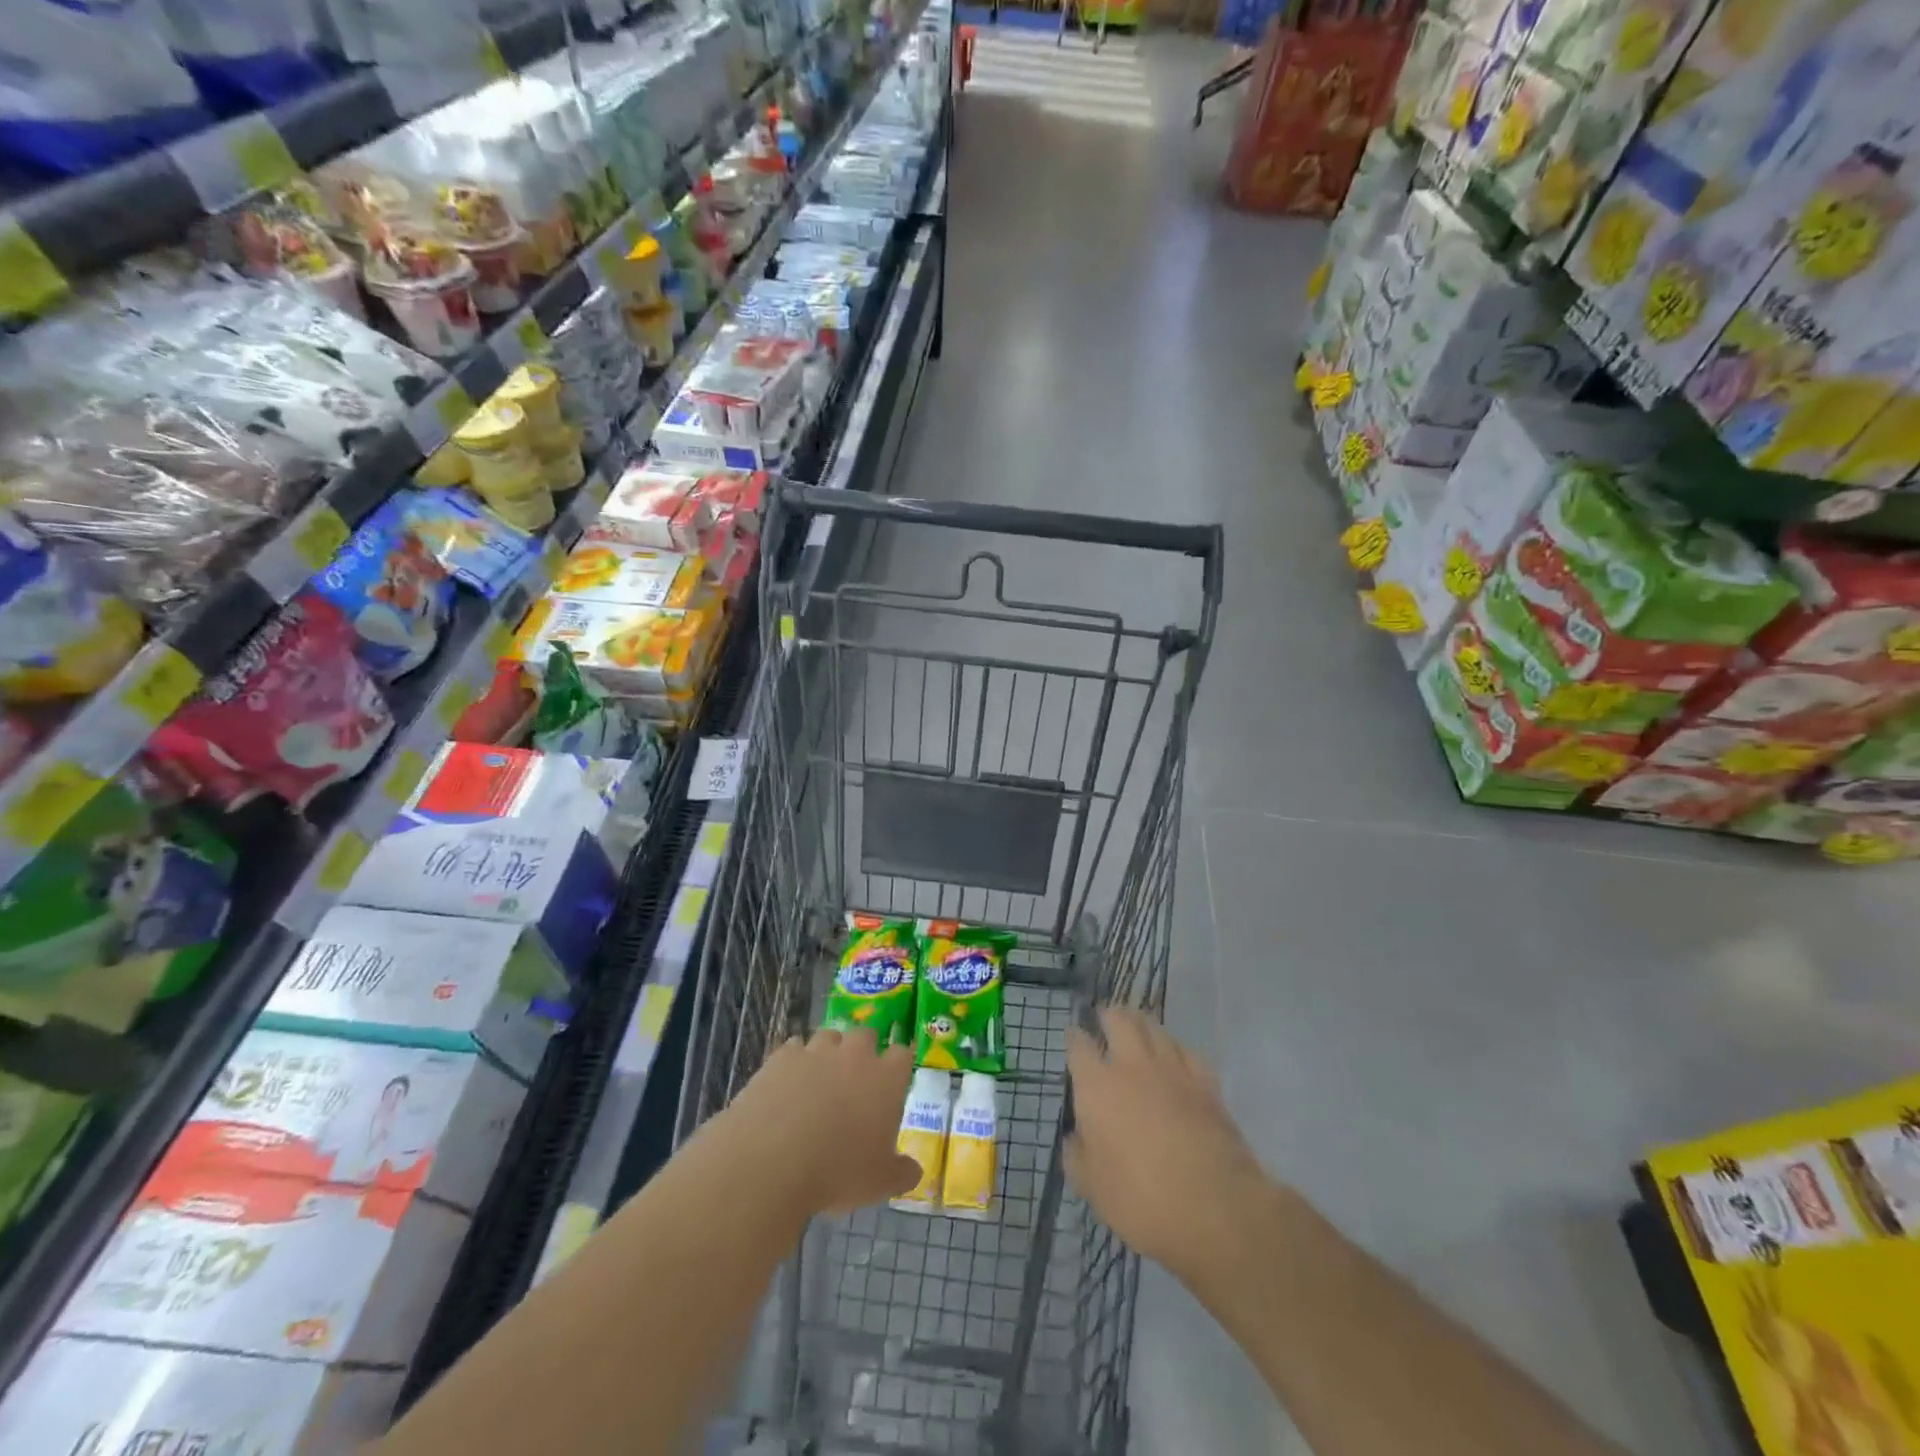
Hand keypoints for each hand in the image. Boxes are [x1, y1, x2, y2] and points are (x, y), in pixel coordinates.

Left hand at [728, 1026, 919, 1215]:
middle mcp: (854, 1054)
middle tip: (855, 1080)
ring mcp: (816, 1051)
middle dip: (863, 1051)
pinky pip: (794, 1048)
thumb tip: (914, 1171)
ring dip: (828, 1053)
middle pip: (866, 1035)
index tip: (893, 1081)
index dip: (898, 1065)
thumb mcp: (880, 1182)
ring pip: (828, 1036)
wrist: (773, 1159)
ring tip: (819, 1080)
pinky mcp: (782, 1057)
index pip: (902, 1054)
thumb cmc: (838, 1170)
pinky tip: (788, 1084)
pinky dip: (794, 1061)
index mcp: (886, 1078)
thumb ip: (901, 1173)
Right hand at [1064, 1009, 1271, 1281]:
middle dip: (1109, 1015)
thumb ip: (1077, 1156)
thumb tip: (1075, 1137)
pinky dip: (1176, 1049)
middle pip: (1119, 1020)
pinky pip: (1187, 1052)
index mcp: (1097, 1086)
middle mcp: (1132, 1065)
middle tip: (1105, 1018)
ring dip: (1142, 1023)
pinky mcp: (1206, 1083)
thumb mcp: (1091, 1187)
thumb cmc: (1140, 1199)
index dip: (1074, 1036)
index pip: (1079, 1045)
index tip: (1073, 1035)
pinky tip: (1176, 1057)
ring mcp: (1172, 1070)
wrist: (1214, 1207)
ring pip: (1155, 1028)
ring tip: (1137, 1027)